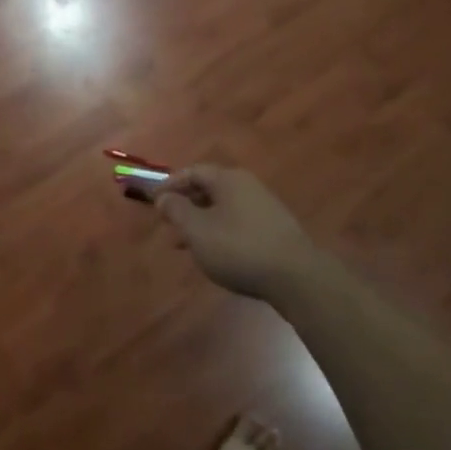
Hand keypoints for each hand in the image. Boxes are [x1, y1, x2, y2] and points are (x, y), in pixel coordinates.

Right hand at [153, 165, 316, 299]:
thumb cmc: (239, 248)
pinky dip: (219, 232)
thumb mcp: (197, 230)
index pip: (192, 172)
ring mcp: (264, 207)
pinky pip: (238, 222)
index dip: (170, 184)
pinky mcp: (275, 229)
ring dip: (200, 221)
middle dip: (185, 205)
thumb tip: (163, 196)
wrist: (297, 278)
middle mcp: (247, 186)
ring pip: (223, 208)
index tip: (153, 201)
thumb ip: (176, 210)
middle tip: (167, 223)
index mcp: (228, 179)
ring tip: (185, 245)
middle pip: (209, 188)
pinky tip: (215, 253)